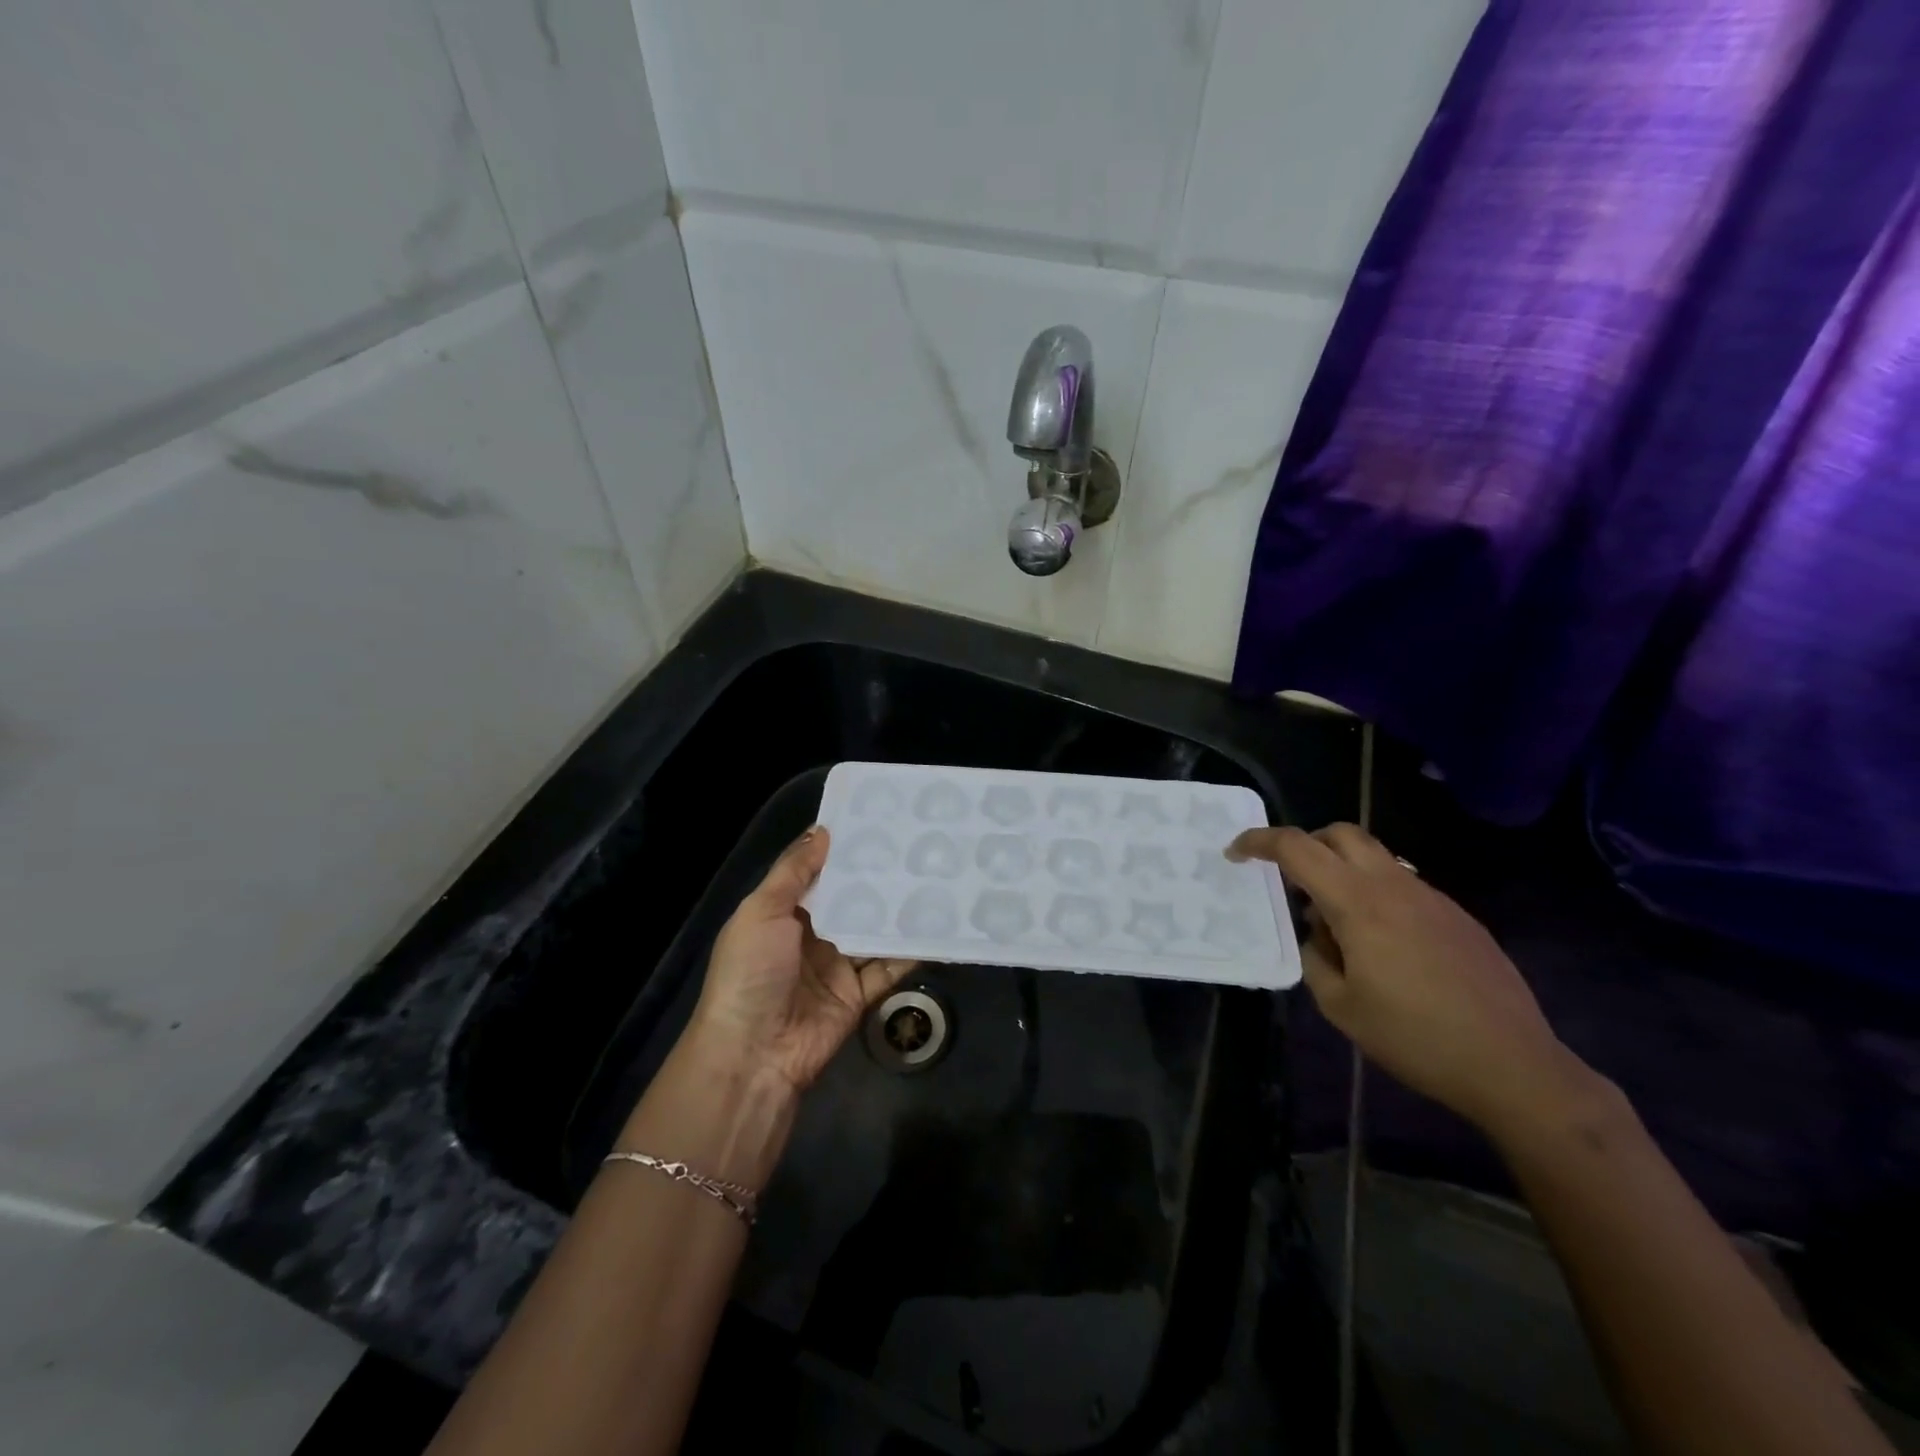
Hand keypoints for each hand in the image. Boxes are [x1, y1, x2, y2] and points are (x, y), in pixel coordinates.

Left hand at [687, 827, 914, 1093]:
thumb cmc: (751, 972)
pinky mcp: (859, 994)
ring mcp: (837, 964)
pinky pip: (889, 966)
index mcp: (782, 911)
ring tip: (934, 876)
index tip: (877, 819)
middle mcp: (811, 934)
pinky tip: (936, 925)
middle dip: (877, 876)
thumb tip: (824, 829)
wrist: (754, 1055)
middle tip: (916, 843)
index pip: (818, 871)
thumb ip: (793, 872)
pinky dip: (910, 950)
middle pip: (851, 899)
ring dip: (898, 909)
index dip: (842, 848)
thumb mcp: (761, 912)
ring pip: (873, 929)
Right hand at [1228, 822, 1593, 1136]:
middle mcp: (1394, 886)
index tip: (1235, 854)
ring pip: (1375, 857)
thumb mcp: (1341, 1006)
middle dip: (1306, 844)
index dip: (1258, 842)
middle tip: (1291, 882)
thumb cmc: (1415, 1038)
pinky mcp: (1457, 916)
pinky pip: (1403, 885)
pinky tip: (1383, 946)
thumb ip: (1315, 958)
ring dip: (1343, 871)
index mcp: (1358, 903)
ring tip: (1337, 924)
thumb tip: (1318, 935)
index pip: (1297, 848)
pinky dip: (1376, 894)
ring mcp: (1432, 897)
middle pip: (1340, 833)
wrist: (1514, 1065)